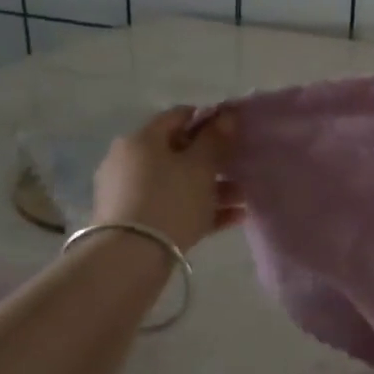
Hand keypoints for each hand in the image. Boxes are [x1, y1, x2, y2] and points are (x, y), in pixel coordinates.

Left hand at [90, 108, 244, 252]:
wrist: (130, 258)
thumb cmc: (170, 200)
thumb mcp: (200, 166)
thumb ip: (215, 139)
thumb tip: (226, 115)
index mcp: (142, 139)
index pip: (179, 116)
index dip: (209, 119)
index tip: (234, 131)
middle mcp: (129, 161)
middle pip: (178, 152)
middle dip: (213, 159)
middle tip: (241, 167)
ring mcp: (129, 193)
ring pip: (178, 182)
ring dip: (212, 187)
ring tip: (244, 197)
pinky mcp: (134, 222)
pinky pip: (173, 207)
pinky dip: (200, 209)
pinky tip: (233, 217)